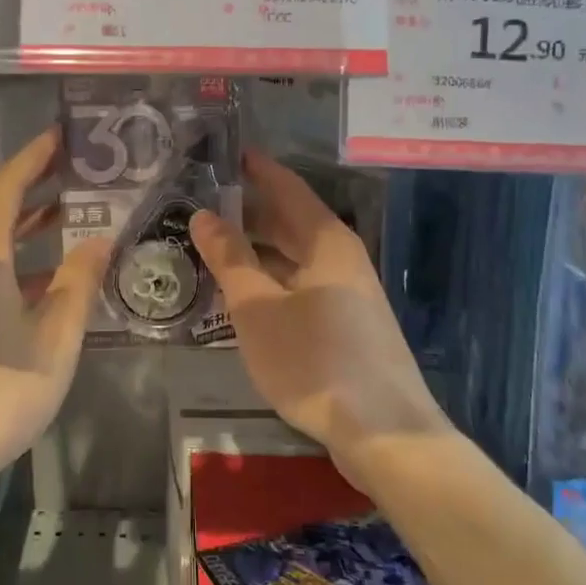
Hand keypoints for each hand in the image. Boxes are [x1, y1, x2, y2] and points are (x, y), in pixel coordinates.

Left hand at [0, 128, 110, 502]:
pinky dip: (13, 259)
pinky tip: (43, 279)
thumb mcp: (54, 339)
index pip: (4, 189)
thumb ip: (77, 284)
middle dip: (27, 184)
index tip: (59, 138)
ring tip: (63, 212)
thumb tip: (98, 239)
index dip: (31, 159)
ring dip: (21, 222)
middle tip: (68, 169)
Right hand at [189, 150, 454, 486]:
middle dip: (249, 211)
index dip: (256, 168)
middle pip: (291, 222)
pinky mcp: (348, 325)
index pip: (287, 187)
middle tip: (201, 205)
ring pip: (295, 257)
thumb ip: (229, 259)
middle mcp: (341, 258)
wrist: (384, 431)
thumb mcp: (258, 307)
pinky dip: (271, 280)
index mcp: (326, 241)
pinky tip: (244, 295)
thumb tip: (203, 215)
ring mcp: (348, 293)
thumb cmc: (315, 360)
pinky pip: (301, 285)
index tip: (224, 153)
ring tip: (212, 248)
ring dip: (257, 250)